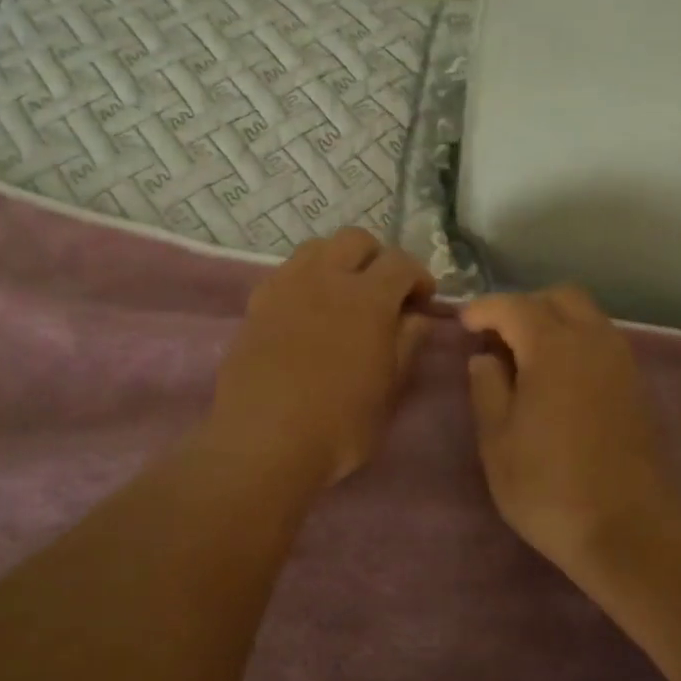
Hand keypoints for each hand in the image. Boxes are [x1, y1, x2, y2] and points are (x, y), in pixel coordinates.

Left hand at [210, 229, 435, 487]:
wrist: (263, 441)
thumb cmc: (339, 424)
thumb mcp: (389, 390)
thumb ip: (407, 345)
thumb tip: (418, 318)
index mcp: (368, 297)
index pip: (401, 262)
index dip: (418, 276)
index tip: (422, 301)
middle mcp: (327, 277)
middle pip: (356, 240)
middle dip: (377, 258)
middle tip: (384, 292)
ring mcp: (287, 286)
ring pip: (318, 248)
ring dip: (338, 261)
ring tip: (343, 295)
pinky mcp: (257, 303)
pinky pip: (287, 272)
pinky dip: (306, 279)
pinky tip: (308, 312)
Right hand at [461, 287, 679, 570]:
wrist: (628, 528)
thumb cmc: (548, 485)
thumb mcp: (497, 440)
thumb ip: (486, 387)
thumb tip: (485, 358)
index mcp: (553, 347)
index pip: (513, 306)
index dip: (484, 309)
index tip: (464, 325)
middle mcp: (592, 340)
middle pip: (558, 297)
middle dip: (524, 306)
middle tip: (498, 337)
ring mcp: (620, 360)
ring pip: (585, 315)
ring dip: (553, 322)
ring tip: (525, 358)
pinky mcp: (635, 383)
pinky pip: (600, 340)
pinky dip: (575, 341)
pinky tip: (557, 378)